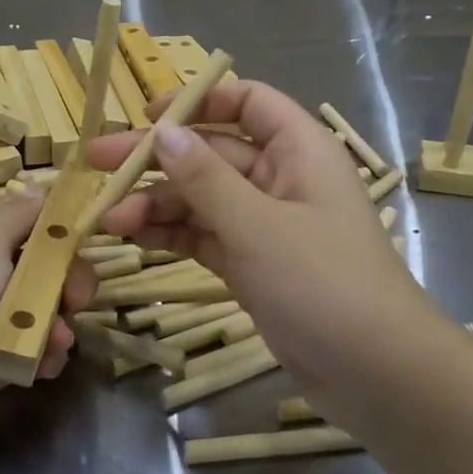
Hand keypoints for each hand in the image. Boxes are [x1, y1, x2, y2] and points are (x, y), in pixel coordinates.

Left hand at [0, 189, 96, 452]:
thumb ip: (22, 213)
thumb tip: (40, 190)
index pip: (28, 222)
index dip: (59, 230)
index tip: (83, 242)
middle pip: (47, 268)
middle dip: (69, 283)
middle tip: (75, 300)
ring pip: (48, 311)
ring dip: (60, 324)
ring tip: (55, 341)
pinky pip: (37, 349)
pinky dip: (45, 355)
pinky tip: (42, 363)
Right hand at [87, 81, 440, 428]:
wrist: (374, 372)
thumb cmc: (323, 284)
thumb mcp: (258, 226)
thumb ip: (206, 178)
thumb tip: (162, 132)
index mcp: (299, 151)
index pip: (248, 103)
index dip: (198, 101)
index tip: (148, 116)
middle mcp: (281, 180)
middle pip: (212, 153)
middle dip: (157, 158)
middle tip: (97, 161)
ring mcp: (266, 225)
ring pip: (203, 199)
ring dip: (157, 204)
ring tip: (108, 217)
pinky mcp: (253, 265)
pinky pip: (205, 236)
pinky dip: (172, 234)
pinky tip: (133, 236)